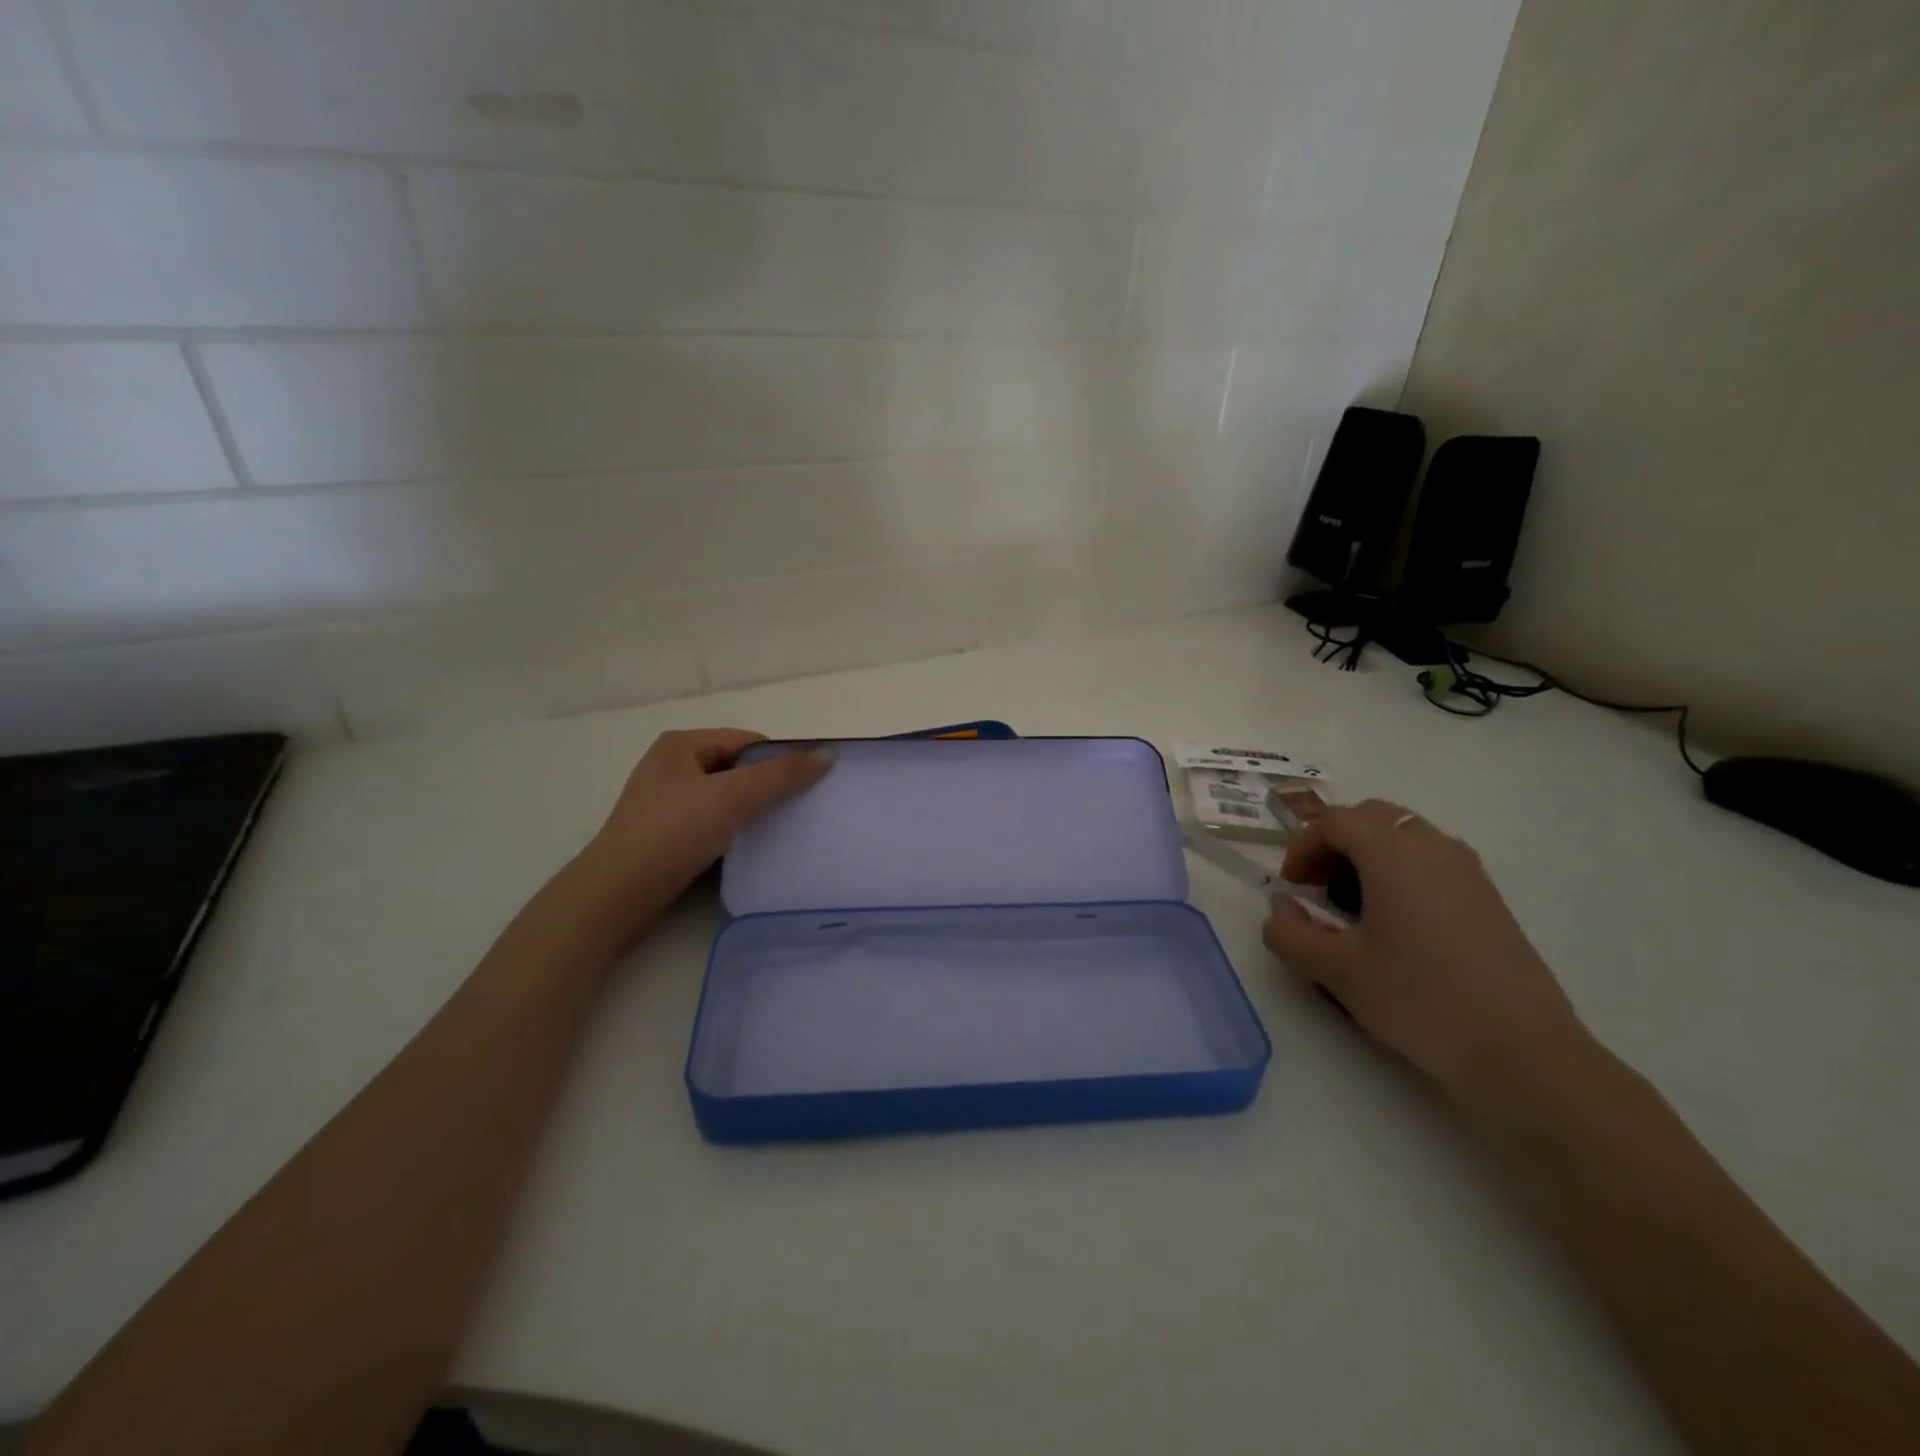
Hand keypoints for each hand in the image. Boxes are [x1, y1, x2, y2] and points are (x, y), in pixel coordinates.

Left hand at [571, 729, 832, 942]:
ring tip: (780, 829)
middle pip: (737, 768)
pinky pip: (712, 821)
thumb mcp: (732, 796)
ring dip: (752, 811)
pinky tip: (749, 848)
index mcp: (682, 744)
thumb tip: (827, 755)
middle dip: (768, 786)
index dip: (780, 759)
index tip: (808, 785)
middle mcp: (671, 766)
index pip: (747, 741)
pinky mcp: (666, 833)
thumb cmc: (673, 832)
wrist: (617, 893)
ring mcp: (666, 801)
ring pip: (725, 797)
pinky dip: (733, 830)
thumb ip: (781, 775)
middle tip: (799, 808)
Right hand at [1262, 800, 1594, 1110]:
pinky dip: (1400, 870)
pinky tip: (1396, 923)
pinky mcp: (1488, 898)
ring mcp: (1468, 871)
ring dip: (1368, 854)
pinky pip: (1432, 859)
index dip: (1302, 847)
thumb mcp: (1336, 972)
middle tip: (1318, 885)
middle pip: (1371, 817)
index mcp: (1393, 855)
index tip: (1292, 887)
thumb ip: (1289, 934)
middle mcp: (1433, 848)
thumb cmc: (1420, 1001)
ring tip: (1354, 904)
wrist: (1524, 1054)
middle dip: (1334, 842)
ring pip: (1404, 835)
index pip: (1334, 822)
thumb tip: (1281, 910)